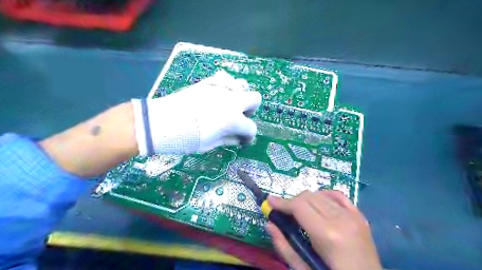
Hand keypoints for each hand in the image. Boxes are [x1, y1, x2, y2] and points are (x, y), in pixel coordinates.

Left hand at [131, 71, 259, 155]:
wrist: (161, 123)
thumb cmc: (186, 138)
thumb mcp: (211, 144)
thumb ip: (229, 139)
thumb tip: (239, 138)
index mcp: (233, 120)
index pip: (251, 128)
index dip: (248, 136)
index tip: (242, 141)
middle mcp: (232, 101)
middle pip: (255, 99)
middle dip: (250, 110)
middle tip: (239, 118)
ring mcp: (221, 89)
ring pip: (243, 85)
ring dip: (240, 96)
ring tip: (229, 105)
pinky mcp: (208, 82)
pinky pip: (225, 78)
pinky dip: (226, 86)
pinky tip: (218, 95)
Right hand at [268, 190, 379, 269]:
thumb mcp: (304, 268)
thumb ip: (284, 246)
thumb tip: (269, 224)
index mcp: (327, 234)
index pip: (299, 206)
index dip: (282, 202)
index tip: (269, 201)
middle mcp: (341, 219)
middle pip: (308, 196)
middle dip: (292, 202)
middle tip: (284, 212)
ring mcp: (353, 215)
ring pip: (320, 194)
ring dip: (305, 200)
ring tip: (300, 212)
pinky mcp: (359, 216)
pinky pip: (337, 195)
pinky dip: (323, 195)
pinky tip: (318, 204)